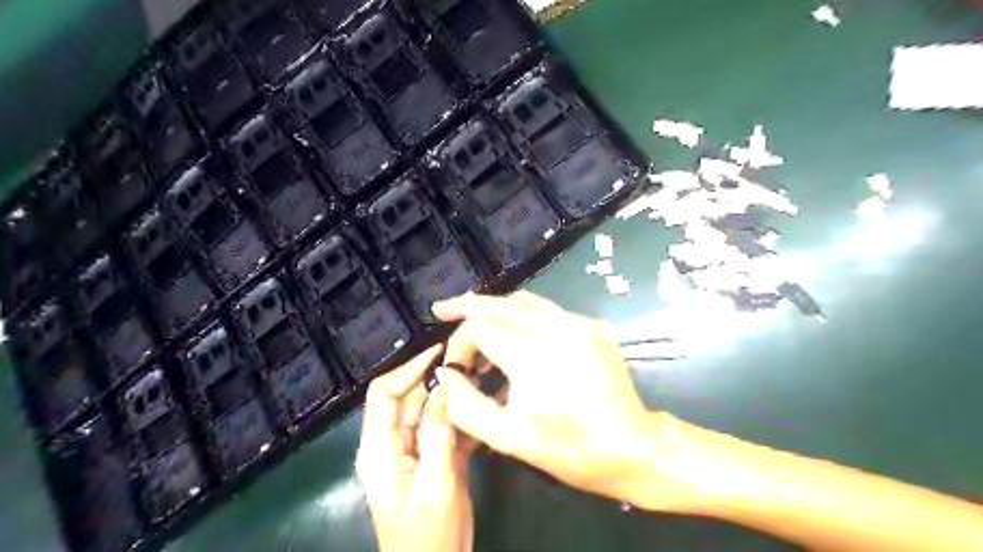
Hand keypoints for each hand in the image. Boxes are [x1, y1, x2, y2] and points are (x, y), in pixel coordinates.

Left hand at [358, 345, 475, 551]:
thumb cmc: (427, 536)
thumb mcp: (435, 484)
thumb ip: (437, 434)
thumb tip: (443, 387)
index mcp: (380, 448)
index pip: (384, 394)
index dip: (408, 368)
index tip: (439, 352)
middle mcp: (393, 443)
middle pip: (409, 398)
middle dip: (436, 380)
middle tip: (470, 363)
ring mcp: (414, 451)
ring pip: (429, 411)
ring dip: (451, 396)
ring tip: (480, 379)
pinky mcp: (432, 458)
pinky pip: (444, 428)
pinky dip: (460, 417)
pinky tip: (482, 407)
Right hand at [431, 290, 690, 509]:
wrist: (632, 447)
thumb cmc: (569, 449)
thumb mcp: (507, 438)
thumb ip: (465, 405)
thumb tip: (446, 374)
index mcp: (532, 358)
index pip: (480, 326)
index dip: (459, 341)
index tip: (456, 365)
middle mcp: (556, 330)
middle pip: (501, 303)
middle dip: (468, 305)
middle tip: (443, 309)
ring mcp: (579, 324)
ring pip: (525, 300)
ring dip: (496, 307)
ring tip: (475, 320)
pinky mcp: (593, 327)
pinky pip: (548, 310)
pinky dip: (523, 315)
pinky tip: (515, 331)